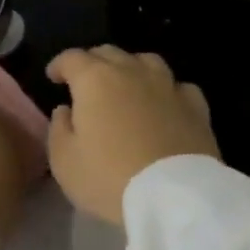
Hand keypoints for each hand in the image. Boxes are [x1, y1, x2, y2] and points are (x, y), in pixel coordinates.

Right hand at [46, 46, 218, 224]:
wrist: (173, 195)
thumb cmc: (109, 178)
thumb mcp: (65, 162)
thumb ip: (59, 129)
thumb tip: (66, 110)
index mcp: (95, 80)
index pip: (72, 58)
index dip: (60, 65)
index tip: (54, 77)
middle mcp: (133, 72)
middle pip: (109, 53)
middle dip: (93, 63)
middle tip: (86, 82)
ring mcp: (168, 86)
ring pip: (146, 61)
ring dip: (131, 68)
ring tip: (126, 86)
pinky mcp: (196, 105)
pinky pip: (178, 87)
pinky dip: (166, 90)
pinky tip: (165, 104)